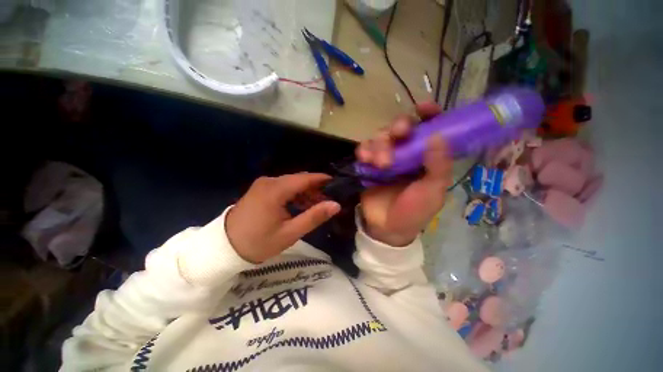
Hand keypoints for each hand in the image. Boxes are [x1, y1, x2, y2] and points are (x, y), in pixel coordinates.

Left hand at [225, 173, 340, 262]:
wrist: (225, 248)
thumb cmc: (259, 242)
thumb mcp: (290, 233)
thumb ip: (314, 217)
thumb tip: (336, 205)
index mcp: (276, 190)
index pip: (305, 178)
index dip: (321, 179)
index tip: (336, 183)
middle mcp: (269, 181)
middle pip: (298, 180)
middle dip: (314, 189)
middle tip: (327, 201)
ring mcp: (263, 184)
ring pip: (291, 183)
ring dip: (304, 193)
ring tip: (315, 206)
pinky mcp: (260, 189)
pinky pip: (282, 187)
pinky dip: (294, 195)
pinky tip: (300, 206)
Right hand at [356, 103, 452, 245]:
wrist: (386, 227)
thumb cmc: (414, 212)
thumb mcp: (432, 192)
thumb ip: (438, 166)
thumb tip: (439, 135)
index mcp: (426, 158)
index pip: (429, 129)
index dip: (428, 115)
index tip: (423, 107)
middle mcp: (406, 153)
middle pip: (401, 128)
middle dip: (398, 127)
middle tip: (397, 134)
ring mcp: (386, 158)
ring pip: (381, 136)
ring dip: (380, 144)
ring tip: (380, 163)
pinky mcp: (368, 164)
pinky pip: (364, 149)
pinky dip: (364, 150)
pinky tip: (365, 159)